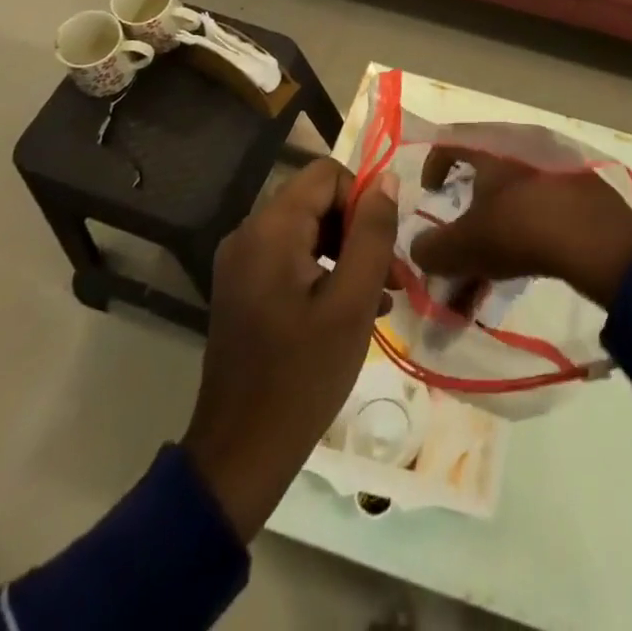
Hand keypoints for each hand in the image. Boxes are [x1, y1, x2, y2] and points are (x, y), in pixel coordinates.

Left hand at [182, 157, 398, 539]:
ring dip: (347, 255)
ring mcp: (241, 263)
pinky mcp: (242, 289)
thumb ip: (373, 233)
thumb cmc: (303, 376)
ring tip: (380, 298)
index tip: (384, 245)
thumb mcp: (353, 301)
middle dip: (358, 231)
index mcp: (270, 229)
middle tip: (391, 277)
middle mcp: (249, 234)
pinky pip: (291, 258)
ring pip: (307, 231)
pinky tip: (352, 312)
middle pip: (317, 201)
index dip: (362, 199)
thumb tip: (386, 180)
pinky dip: (324, 273)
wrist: (240, 455)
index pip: (326, 175)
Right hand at [408, 147, 631, 309]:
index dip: (433, 165)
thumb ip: (432, 249)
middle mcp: (521, 145)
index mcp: (490, 147)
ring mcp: (554, 164)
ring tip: (487, 271)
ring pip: (512, 195)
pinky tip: (524, 263)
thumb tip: (418, 250)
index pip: (451, 140)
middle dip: (466, 212)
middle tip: (460, 242)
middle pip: (483, 172)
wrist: (597, 240)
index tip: (430, 194)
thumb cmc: (519, 230)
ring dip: (493, 230)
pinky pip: (539, 205)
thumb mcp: (464, 247)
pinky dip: (524, 231)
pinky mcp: (580, 187)